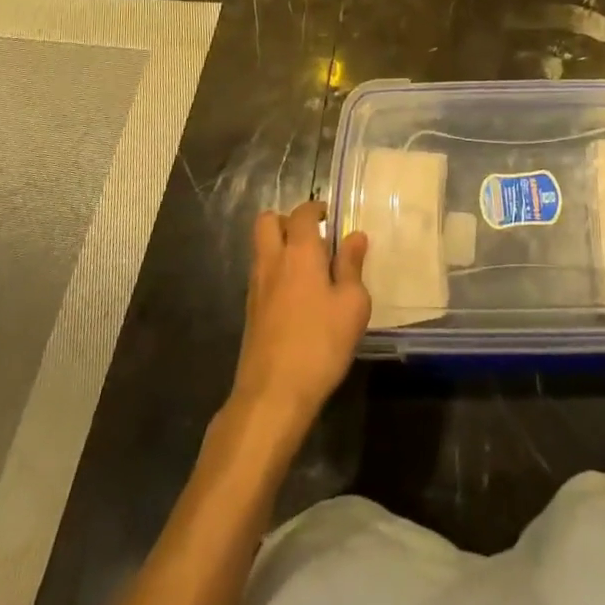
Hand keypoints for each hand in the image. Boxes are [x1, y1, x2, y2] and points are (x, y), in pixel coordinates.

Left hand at [230, 202, 369, 429]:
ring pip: (261, 248)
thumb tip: (354, 236)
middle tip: (314, 238)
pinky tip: (299, 299)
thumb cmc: (320, 343)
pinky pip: (261, 275)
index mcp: (299, 252)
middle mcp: (272, 261)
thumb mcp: (352, 305)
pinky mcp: (250, 312)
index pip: (302, 213)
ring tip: (311, 270)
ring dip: (281, 247)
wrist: (272, 395)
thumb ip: (352, 266)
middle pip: (267, 222)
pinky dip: (277, 274)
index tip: (332, 219)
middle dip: (288, 221)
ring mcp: (256, 287)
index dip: (317, 209)